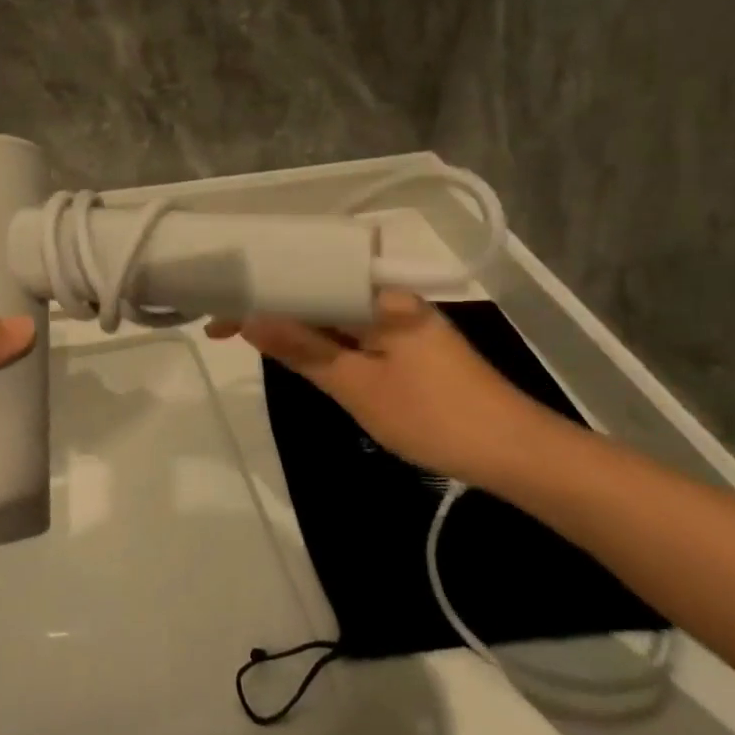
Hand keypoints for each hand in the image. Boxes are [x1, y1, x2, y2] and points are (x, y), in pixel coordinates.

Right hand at [206, 293, 529, 484]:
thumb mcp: (358, 386)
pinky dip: (325, 342)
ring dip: (297, 325)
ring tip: (251, 337)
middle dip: (272, 307)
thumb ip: (304, 349)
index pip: (306, 281)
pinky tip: (303, 354)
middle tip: (225, 329)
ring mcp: (404, 323)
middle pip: (319, 293)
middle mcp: (391, 299)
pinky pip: (355, 333)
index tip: (217, 315)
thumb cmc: (434, 417)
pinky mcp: (412, 347)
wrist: (517, 453)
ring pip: (336, 315)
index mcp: (380, 297)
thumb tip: (251, 318)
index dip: (258, 295)